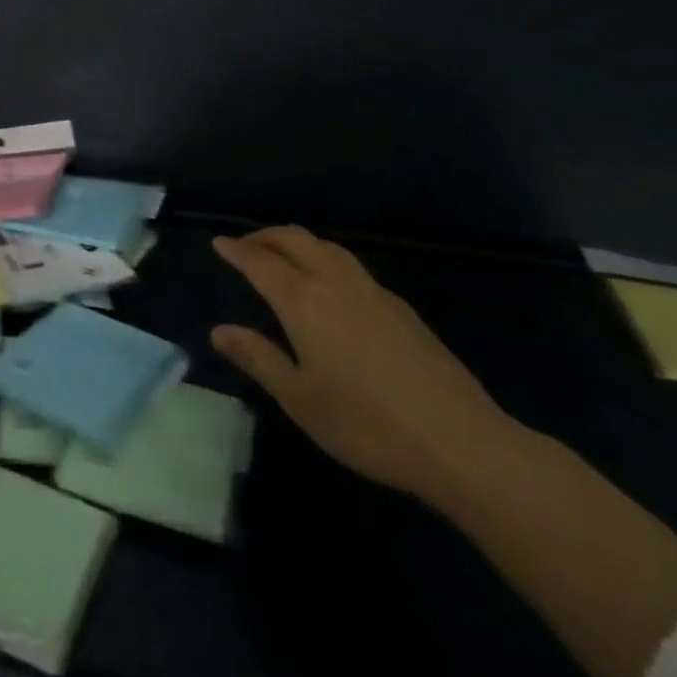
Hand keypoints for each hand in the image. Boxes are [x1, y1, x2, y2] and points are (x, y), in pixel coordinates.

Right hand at [211, 226, 516, 502]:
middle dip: (265, 236)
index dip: (237, 250)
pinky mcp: (399, 306)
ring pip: (326, 245)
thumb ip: (259, 358)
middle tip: (244, 246)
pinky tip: (328, 285)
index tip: (218, 243)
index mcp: (305, 301)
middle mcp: (335, 282)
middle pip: (295, 239)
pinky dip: (324, 257)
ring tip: (281, 256)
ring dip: (297, 241)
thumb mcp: (300, 399)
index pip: (261, 262)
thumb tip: (219, 330)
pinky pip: (349, 264)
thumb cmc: (367, 425)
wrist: (458, 440)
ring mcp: (372, 290)